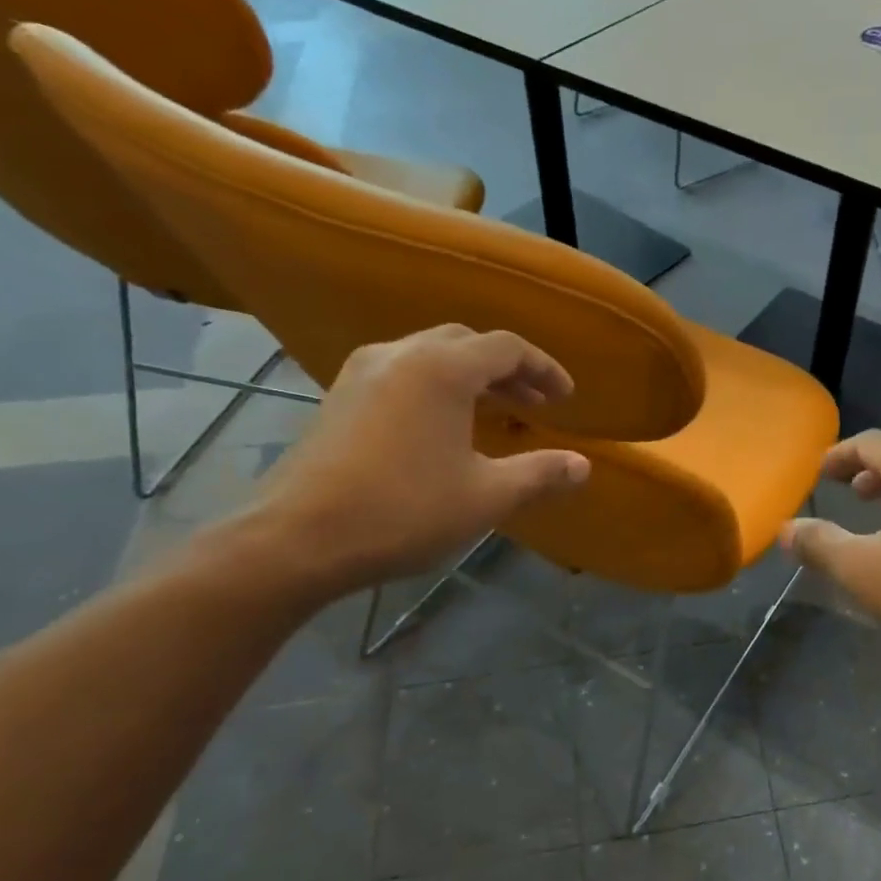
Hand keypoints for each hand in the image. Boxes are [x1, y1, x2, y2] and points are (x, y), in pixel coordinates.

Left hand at [236, 326, 589, 596]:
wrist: (298, 538)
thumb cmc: (404, 510)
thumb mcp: (486, 496)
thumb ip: (539, 474)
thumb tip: (583, 466)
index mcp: (443, 368)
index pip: (507, 347)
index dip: (544, 369)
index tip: (565, 398)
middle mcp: (402, 354)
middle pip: (467, 342)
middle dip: (507, 369)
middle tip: (533, 404)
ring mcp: (362, 372)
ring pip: (430, 354)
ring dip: (470, 375)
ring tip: (493, 410)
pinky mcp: (338, 396)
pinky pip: (401, 372)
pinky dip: (435, 385)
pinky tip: (440, 424)